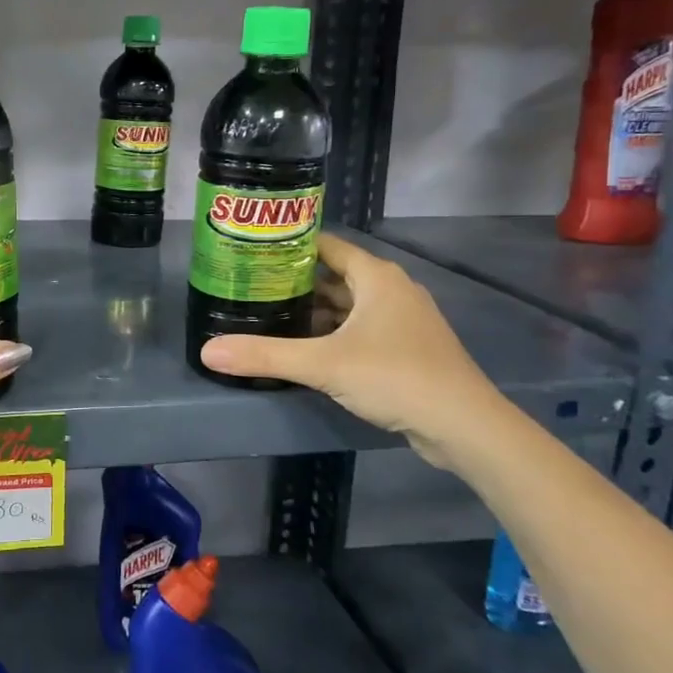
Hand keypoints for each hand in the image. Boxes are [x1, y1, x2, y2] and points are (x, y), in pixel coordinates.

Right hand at [198, 233, 504, 467]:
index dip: (290, 246)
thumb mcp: (323, 364)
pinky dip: (333, 333)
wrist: (465, 426)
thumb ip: (265, 355)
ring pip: (348, 305)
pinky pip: (360, 329)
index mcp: (376, 277)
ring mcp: (402, 320)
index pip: (326, 245)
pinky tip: (306, 349)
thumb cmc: (396, 377)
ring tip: (270, 316)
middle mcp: (391, 290)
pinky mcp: (406, 348)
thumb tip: (207, 350)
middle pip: (334, 275)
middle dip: (295, 282)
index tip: (253, 253)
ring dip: (314, 311)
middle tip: (252, 288)